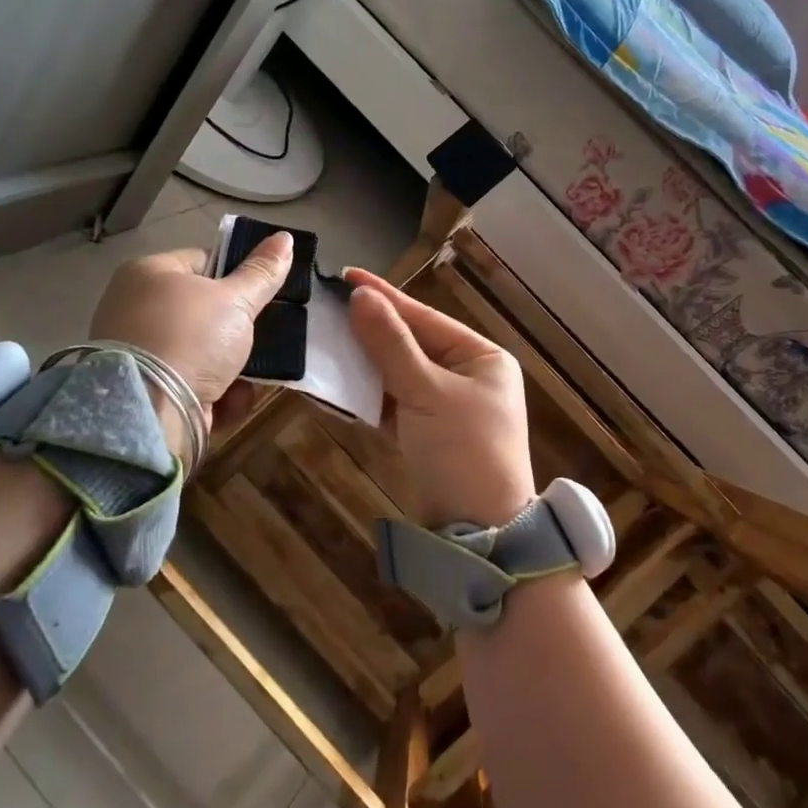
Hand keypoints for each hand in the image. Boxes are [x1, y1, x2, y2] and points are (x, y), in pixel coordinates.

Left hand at [90, 233, 293, 450]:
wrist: (149, 413)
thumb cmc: (191, 338)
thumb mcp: (235, 301)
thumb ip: (262, 272)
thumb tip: (285, 237)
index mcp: (148, 273)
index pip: (203, 262)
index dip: (236, 277)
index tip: (260, 296)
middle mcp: (135, 308)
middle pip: (204, 313)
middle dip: (236, 333)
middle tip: (259, 339)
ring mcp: (138, 352)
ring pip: (202, 352)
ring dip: (231, 369)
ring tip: (246, 379)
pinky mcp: (145, 391)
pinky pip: (190, 383)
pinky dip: (213, 395)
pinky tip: (226, 403)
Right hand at [344, 269, 534, 528]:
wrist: (480, 531)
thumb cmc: (463, 451)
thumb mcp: (427, 393)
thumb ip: (391, 345)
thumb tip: (361, 297)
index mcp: (481, 357)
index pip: (424, 318)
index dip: (384, 297)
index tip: (345, 276)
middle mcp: (468, 375)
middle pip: (410, 344)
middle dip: (370, 331)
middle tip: (326, 310)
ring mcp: (448, 404)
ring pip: (399, 373)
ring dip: (365, 364)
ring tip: (326, 342)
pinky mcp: (429, 431)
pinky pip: (395, 403)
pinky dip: (370, 396)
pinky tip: (340, 385)